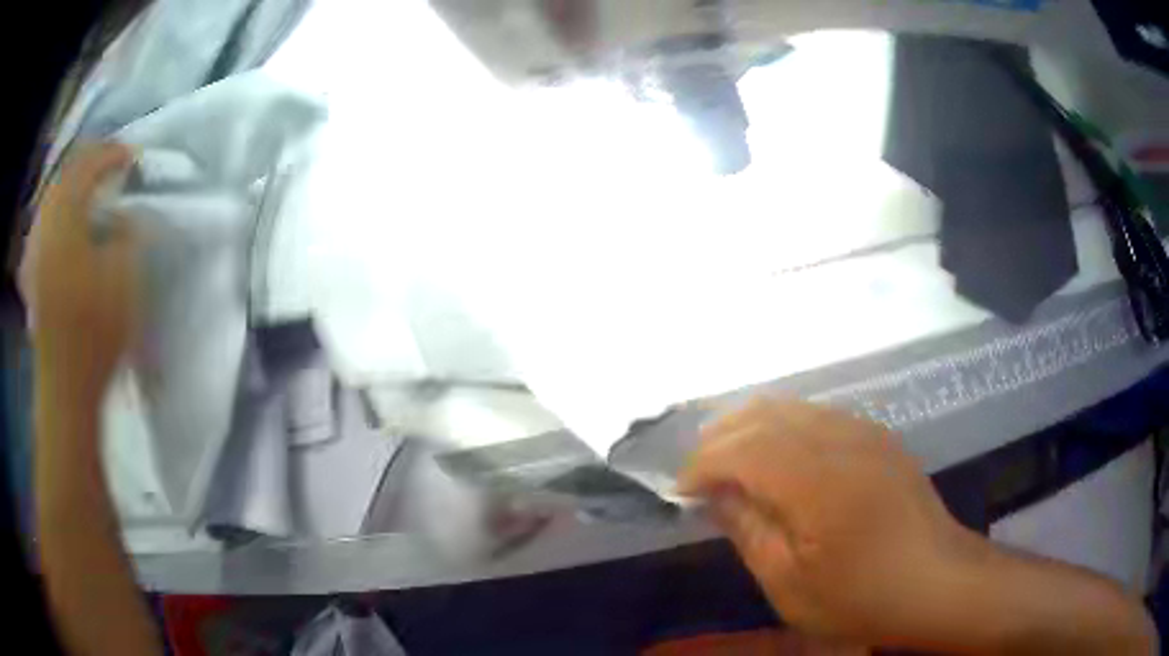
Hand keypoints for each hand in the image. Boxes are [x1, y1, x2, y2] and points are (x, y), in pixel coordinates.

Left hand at [24, 142, 138, 397]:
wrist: (66, 387)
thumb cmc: (95, 333)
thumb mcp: (124, 278)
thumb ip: (128, 235)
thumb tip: (125, 215)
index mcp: (66, 219)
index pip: (88, 166)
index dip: (111, 154)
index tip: (132, 157)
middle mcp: (46, 226)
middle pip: (65, 176)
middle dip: (89, 163)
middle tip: (109, 163)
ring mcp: (35, 251)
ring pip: (51, 198)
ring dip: (71, 185)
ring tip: (88, 186)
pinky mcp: (32, 274)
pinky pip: (42, 225)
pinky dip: (55, 212)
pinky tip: (62, 219)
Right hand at [677, 397, 976, 646]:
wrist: (935, 581)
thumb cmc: (860, 596)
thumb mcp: (790, 583)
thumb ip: (749, 530)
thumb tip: (716, 495)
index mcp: (819, 482)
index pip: (745, 449)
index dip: (704, 464)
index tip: (681, 490)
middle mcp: (842, 441)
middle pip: (766, 416)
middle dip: (721, 437)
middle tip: (698, 472)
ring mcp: (865, 432)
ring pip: (793, 407)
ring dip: (751, 426)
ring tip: (728, 458)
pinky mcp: (879, 437)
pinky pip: (819, 415)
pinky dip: (784, 426)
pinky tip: (778, 455)